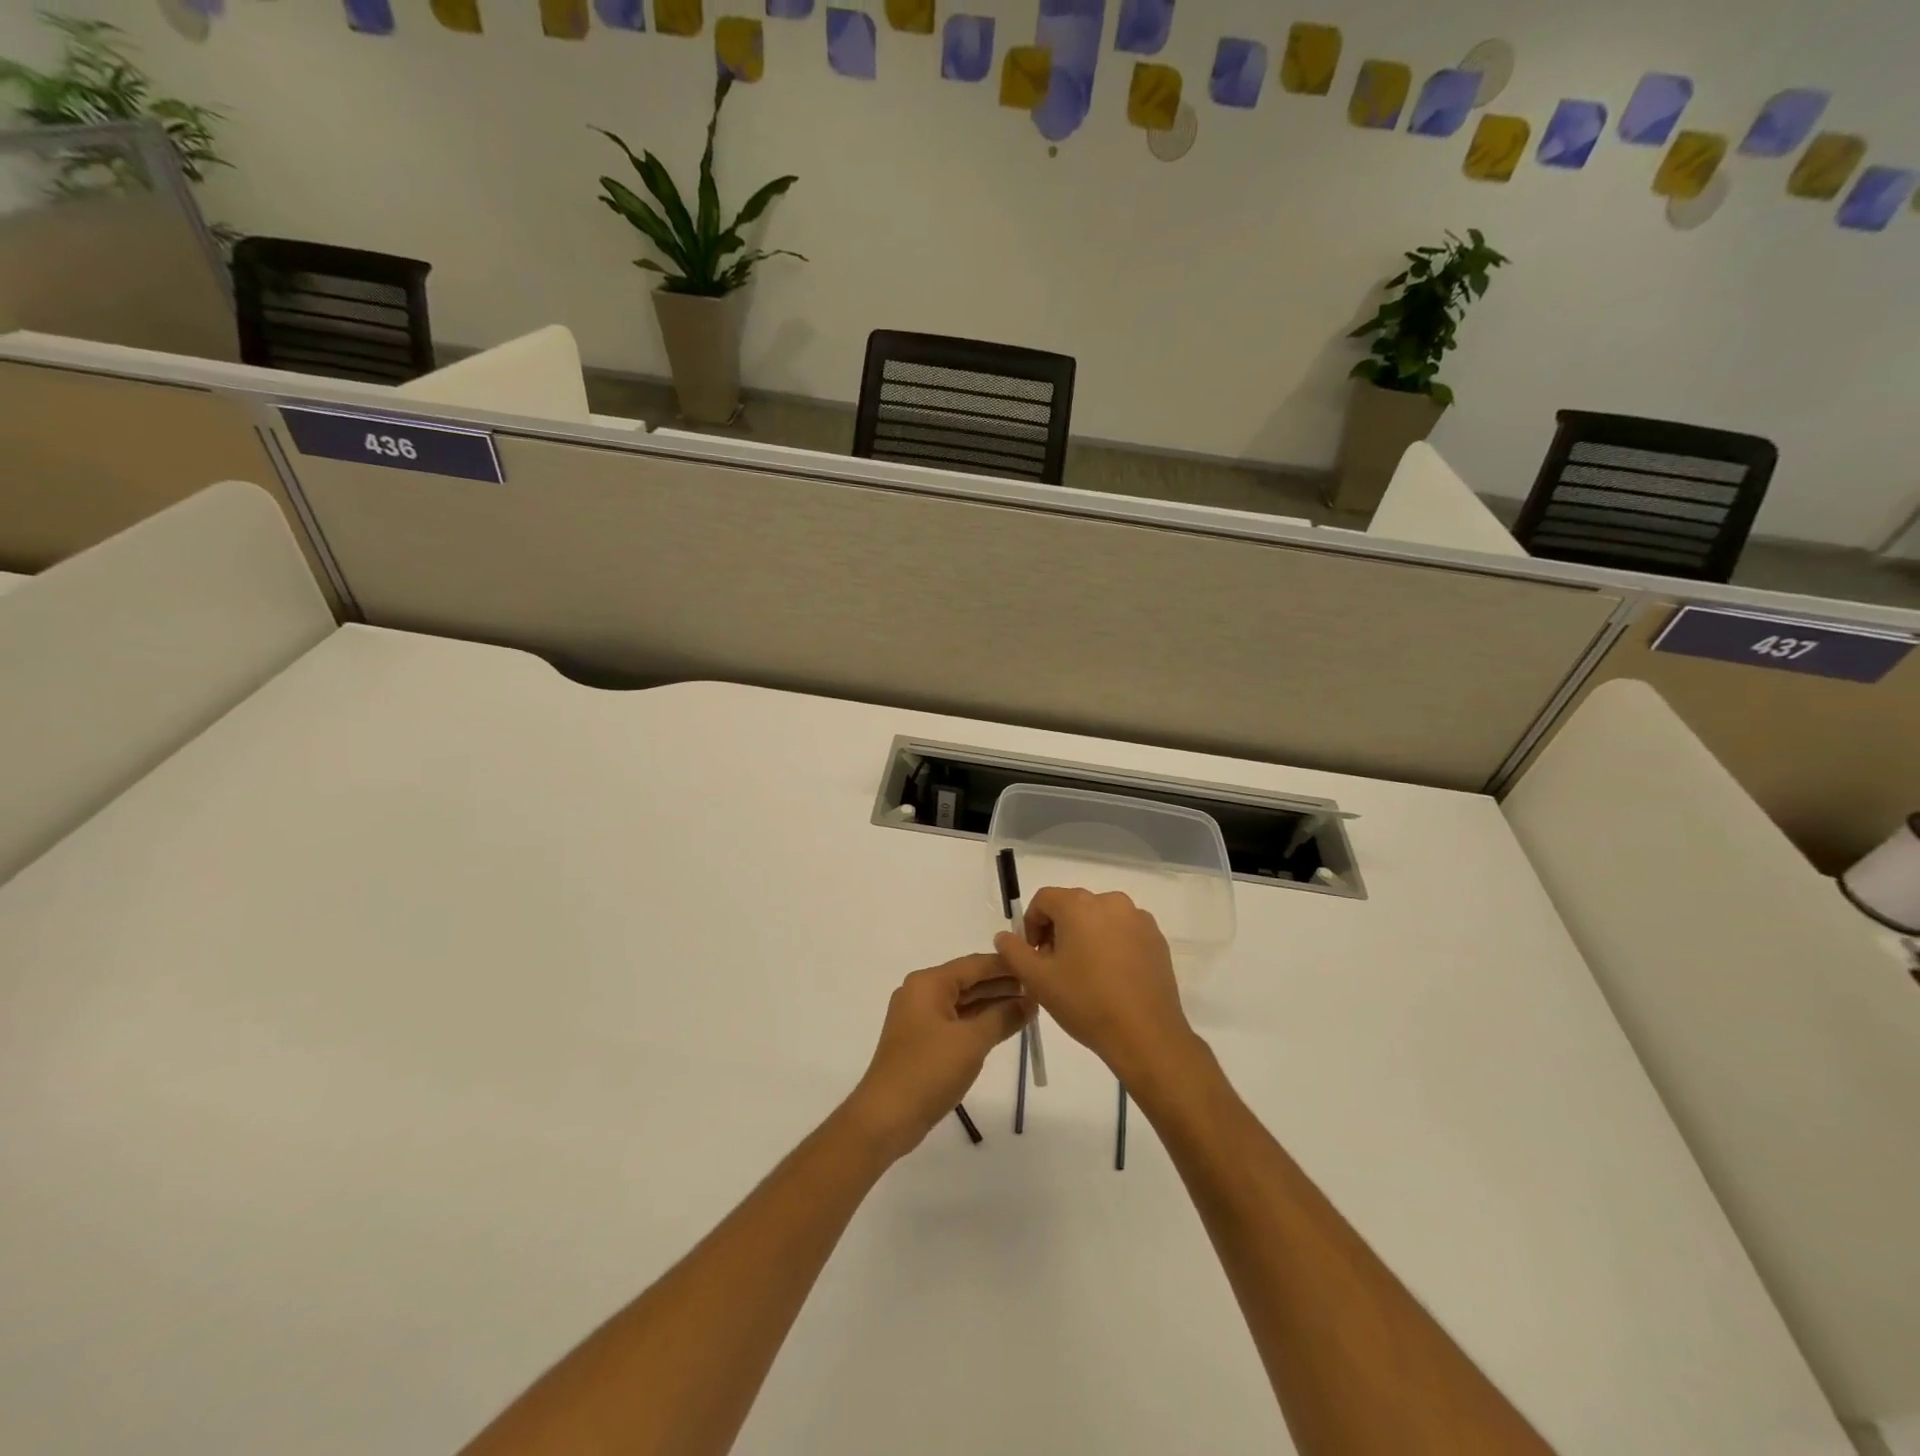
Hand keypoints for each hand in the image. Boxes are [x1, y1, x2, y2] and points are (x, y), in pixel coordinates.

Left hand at [845, 954, 1029, 1159]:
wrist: (886, 1117)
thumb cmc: (929, 1071)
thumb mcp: (972, 1042)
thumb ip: (1002, 1017)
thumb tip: (1029, 1002)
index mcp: (928, 983)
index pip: (974, 964)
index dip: (1006, 965)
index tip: (1035, 964)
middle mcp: (921, 993)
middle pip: (968, 981)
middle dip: (1001, 985)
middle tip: (1038, 988)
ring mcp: (919, 1017)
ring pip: (963, 1002)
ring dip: (992, 1005)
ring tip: (1028, 1007)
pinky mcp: (921, 1040)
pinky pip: (955, 1021)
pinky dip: (978, 1022)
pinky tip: (1003, 1026)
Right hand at [994, 888, 1198, 1086]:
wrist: (1146, 1035)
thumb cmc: (1086, 1002)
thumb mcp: (1038, 979)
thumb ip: (1013, 951)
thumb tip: (1004, 936)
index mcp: (1079, 905)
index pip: (1044, 900)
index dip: (1031, 925)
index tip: (1033, 956)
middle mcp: (1111, 901)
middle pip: (1073, 907)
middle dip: (1058, 931)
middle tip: (1055, 967)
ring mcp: (1138, 919)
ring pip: (1100, 919)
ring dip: (1086, 937)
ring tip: (1084, 974)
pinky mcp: (1157, 938)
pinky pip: (1124, 932)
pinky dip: (1112, 945)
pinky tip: (1111, 978)